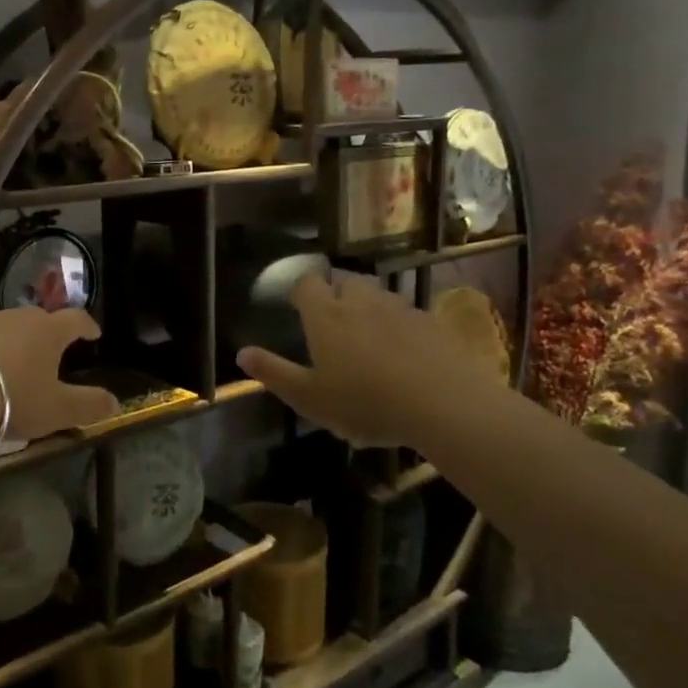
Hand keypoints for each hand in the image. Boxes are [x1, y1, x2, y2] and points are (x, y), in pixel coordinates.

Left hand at [0, 306, 119, 440]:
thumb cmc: (14, 398)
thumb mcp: (57, 409)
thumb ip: (88, 405)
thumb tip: (115, 402)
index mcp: (48, 331)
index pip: (75, 319)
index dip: (87, 326)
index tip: (93, 333)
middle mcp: (16, 318)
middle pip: (38, 319)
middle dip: (46, 332)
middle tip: (49, 350)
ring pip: (4, 326)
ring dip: (11, 340)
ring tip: (10, 362)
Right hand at [237, 272, 503, 448]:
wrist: (445, 405)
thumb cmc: (366, 403)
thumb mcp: (309, 398)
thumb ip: (274, 373)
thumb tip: (241, 353)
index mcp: (326, 316)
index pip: (306, 284)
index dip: (300, 291)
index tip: (297, 306)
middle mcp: (361, 302)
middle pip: (344, 281)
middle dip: (336, 293)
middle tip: (332, 320)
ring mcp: (400, 309)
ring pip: (378, 295)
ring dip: (369, 306)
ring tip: (368, 335)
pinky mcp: (432, 323)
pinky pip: (408, 314)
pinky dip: (400, 325)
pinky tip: (404, 352)